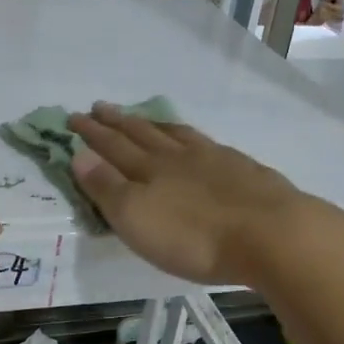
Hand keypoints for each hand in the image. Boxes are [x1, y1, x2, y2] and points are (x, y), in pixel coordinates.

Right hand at [70, 103, 343, 286]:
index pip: (113, 146)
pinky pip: (209, 145)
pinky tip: (200, 143)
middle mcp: (178, 157)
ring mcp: (215, 160)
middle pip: (142, 134)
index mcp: (149, 169)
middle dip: (118, 121)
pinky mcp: (244, 171)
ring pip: (177, 135)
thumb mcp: (136, 218)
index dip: (92, 132)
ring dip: (155, 125)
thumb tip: (79, 155)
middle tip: (101, 107)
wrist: (270, 235)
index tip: (74, 116)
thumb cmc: (193, 237)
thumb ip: (106, 187)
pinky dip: (194, 138)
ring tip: (144, 118)